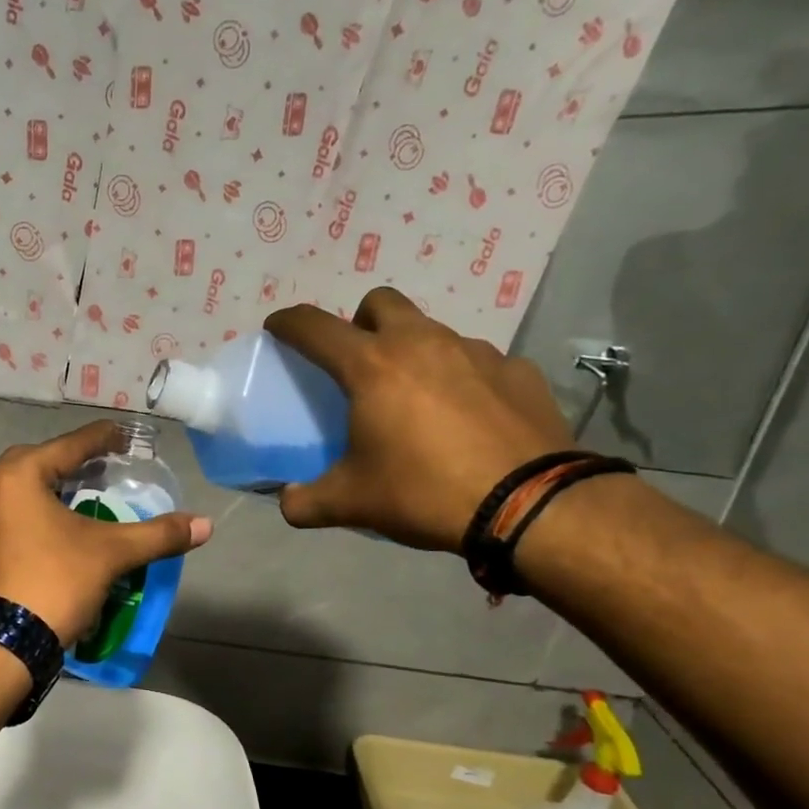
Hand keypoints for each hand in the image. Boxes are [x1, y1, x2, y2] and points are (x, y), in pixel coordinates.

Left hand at [0, 423, 212, 646]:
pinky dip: (36, 512)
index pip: (70, 445)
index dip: (103, 438)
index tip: (126, 437)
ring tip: (84, 495)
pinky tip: (58, 527)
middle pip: (41, 462)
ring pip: (22, 490)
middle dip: (75, 462)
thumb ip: (158, 534)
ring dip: (53, 487)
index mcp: (18, 474)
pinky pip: (10, 514)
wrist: (2, 643)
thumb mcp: (111, 553)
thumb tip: (206, 525)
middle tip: (106, 467)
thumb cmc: (55, 581)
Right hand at [265, 289, 572, 551]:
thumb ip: (306, 501)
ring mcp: (476, 351)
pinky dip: (462, 378)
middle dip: (360, 322)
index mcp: (371, 367)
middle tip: (359, 363)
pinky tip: (467, 415)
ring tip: (416, 397)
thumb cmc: (424, 491)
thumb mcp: (352, 502)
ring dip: (413, 350)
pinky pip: (478, 361)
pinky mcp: (517, 370)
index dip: (289, 323)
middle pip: (380, 303)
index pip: (315, 328)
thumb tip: (288, 502)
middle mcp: (421, 343)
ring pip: (431, 330)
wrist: (530, 504)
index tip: (278, 327)